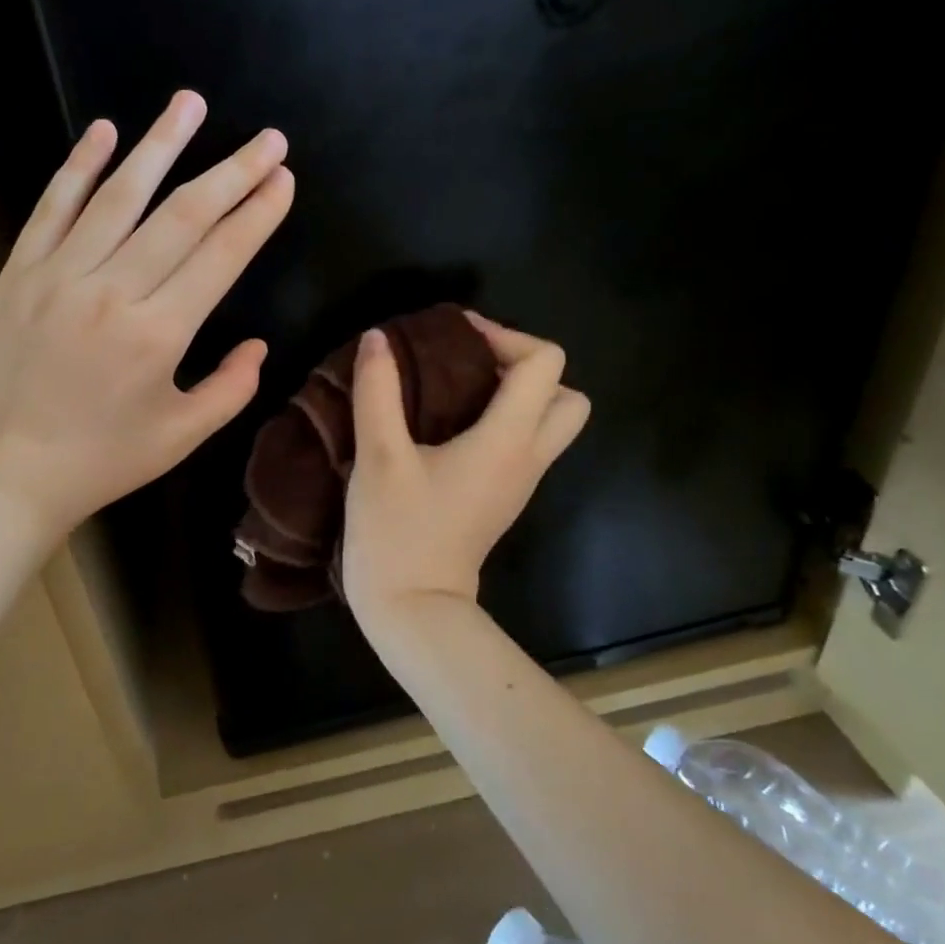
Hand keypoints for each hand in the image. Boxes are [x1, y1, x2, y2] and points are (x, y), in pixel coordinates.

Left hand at [0, 90, 293, 540]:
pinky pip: (53, 207)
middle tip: (267, 138)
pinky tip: (106, 131)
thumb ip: (231, 389)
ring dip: (161, 145)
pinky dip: (80, 166)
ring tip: (191, 104)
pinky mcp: (20, 272)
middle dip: (233, 171)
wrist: (4, 473)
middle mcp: (112, 291)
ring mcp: (59, 274)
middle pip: (183, 215)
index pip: (222, 255)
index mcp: (159, 333)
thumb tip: (258, 344)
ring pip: (119, 195)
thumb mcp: (182, 436)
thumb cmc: (101, 461)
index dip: (258, 213)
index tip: (283, 179)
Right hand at [343, 313, 588, 618]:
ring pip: (549, 421)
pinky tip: (449, 422)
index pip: (544, 362)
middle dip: (525, 366)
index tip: (454, 337)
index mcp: (508, 440)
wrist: (412, 608)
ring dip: (515, 393)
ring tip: (457, 387)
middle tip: (471, 364)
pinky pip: (524, 442)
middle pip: (566, 394)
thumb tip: (378, 338)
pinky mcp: (502, 497)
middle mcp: (528, 457)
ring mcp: (520, 481)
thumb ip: (378, 391)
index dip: (504, 335)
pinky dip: (501, 419)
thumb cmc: (397, 531)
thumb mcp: (378, 456)